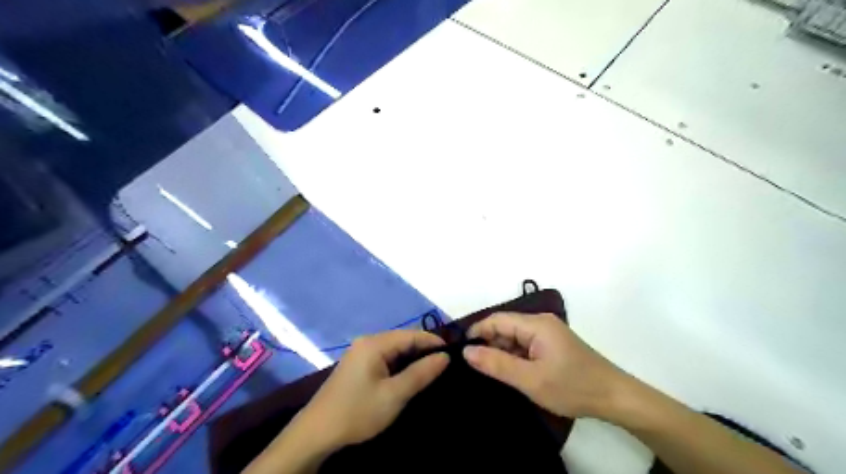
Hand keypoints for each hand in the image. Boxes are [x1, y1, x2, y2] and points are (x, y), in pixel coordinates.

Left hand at [300, 330, 452, 448]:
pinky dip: (399, 364)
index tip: (453, 353)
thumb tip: (444, 356)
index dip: (433, 342)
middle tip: (444, 364)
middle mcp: (367, 342)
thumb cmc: (358, 411)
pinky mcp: (357, 365)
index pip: (411, 335)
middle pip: (402, 339)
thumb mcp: (394, 394)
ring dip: (412, 358)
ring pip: (394, 349)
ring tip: (431, 370)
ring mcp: (360, 353)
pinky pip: (384, 358)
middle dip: (423, 350)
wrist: (317, 433)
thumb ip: (421, 373)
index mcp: (374, 343)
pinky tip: (408, 375)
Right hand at [461, 314, 625, 417]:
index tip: (461, 350)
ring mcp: (548, 334)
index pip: (497, 320)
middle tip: (474, 367)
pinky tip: (510, 373)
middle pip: (505, 327)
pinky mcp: (552, 345)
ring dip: (501, 352)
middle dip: (488, 344)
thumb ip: (497, 364)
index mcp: (536, 324)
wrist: (615, 398)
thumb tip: (466, 351)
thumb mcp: (530, 379)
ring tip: (489, 372)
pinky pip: (525, 346)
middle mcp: (541, 323)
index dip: (477, 332)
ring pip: (514, 337)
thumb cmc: (573, 387)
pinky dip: (515, 357)